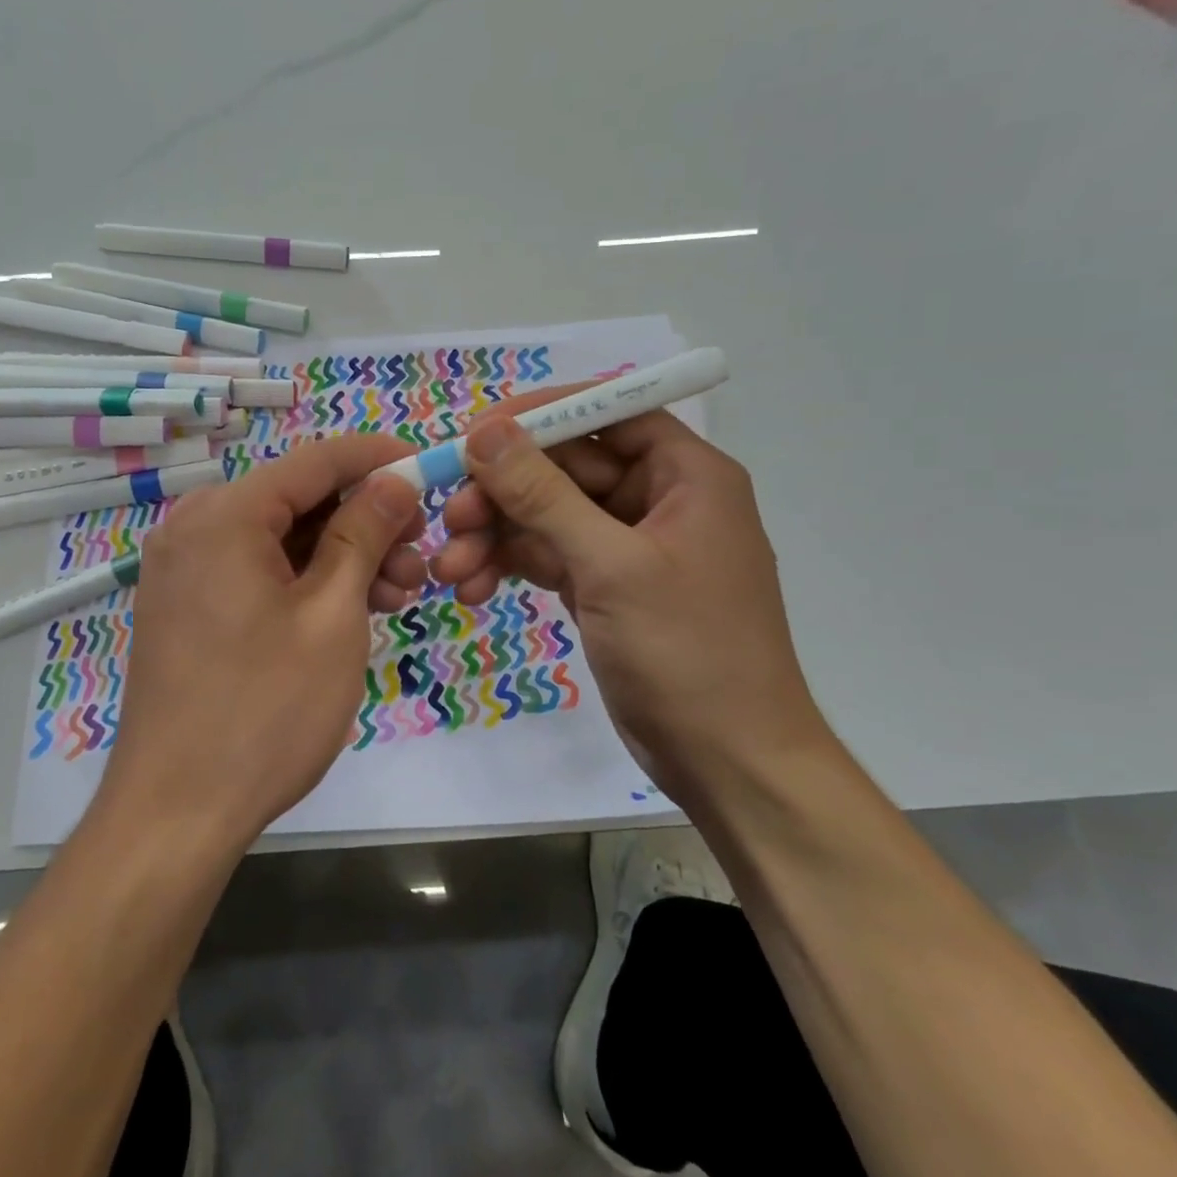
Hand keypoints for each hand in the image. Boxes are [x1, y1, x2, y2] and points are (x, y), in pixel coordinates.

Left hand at [102, 434, 424, 847]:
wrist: (176, 812)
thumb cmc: (265, 710)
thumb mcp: (332, 615)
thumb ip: (364, 534)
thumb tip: (394, 481)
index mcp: (225, 514)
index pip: (316, 460)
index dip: (378, 458)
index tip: (429, 467)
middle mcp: (194, 526)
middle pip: (297, 499)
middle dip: (365, 521)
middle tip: (419, 558)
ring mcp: (184, 567)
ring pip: (280, 538)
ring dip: (340, 556)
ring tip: (396, 596)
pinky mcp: (186, 604)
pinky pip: (255, 569)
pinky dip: (303, 580)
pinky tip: (349, 609)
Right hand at [425, 387, 823, 794]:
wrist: (727, 763)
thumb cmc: (688, 652)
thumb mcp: (611, 566)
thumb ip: (544, 494)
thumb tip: (485, 432)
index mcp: (685, 474)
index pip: (606, 413)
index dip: (540, 415)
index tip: (476, 434)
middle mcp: (656, 498)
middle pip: (564, 467)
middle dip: (502, 491)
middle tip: (449, 516)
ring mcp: (626, 545)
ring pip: (546, 514)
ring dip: (495, 535)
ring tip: (449, 569)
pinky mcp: (603, 585)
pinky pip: (546, 555)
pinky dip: (509, 566)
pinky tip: (472, 588)